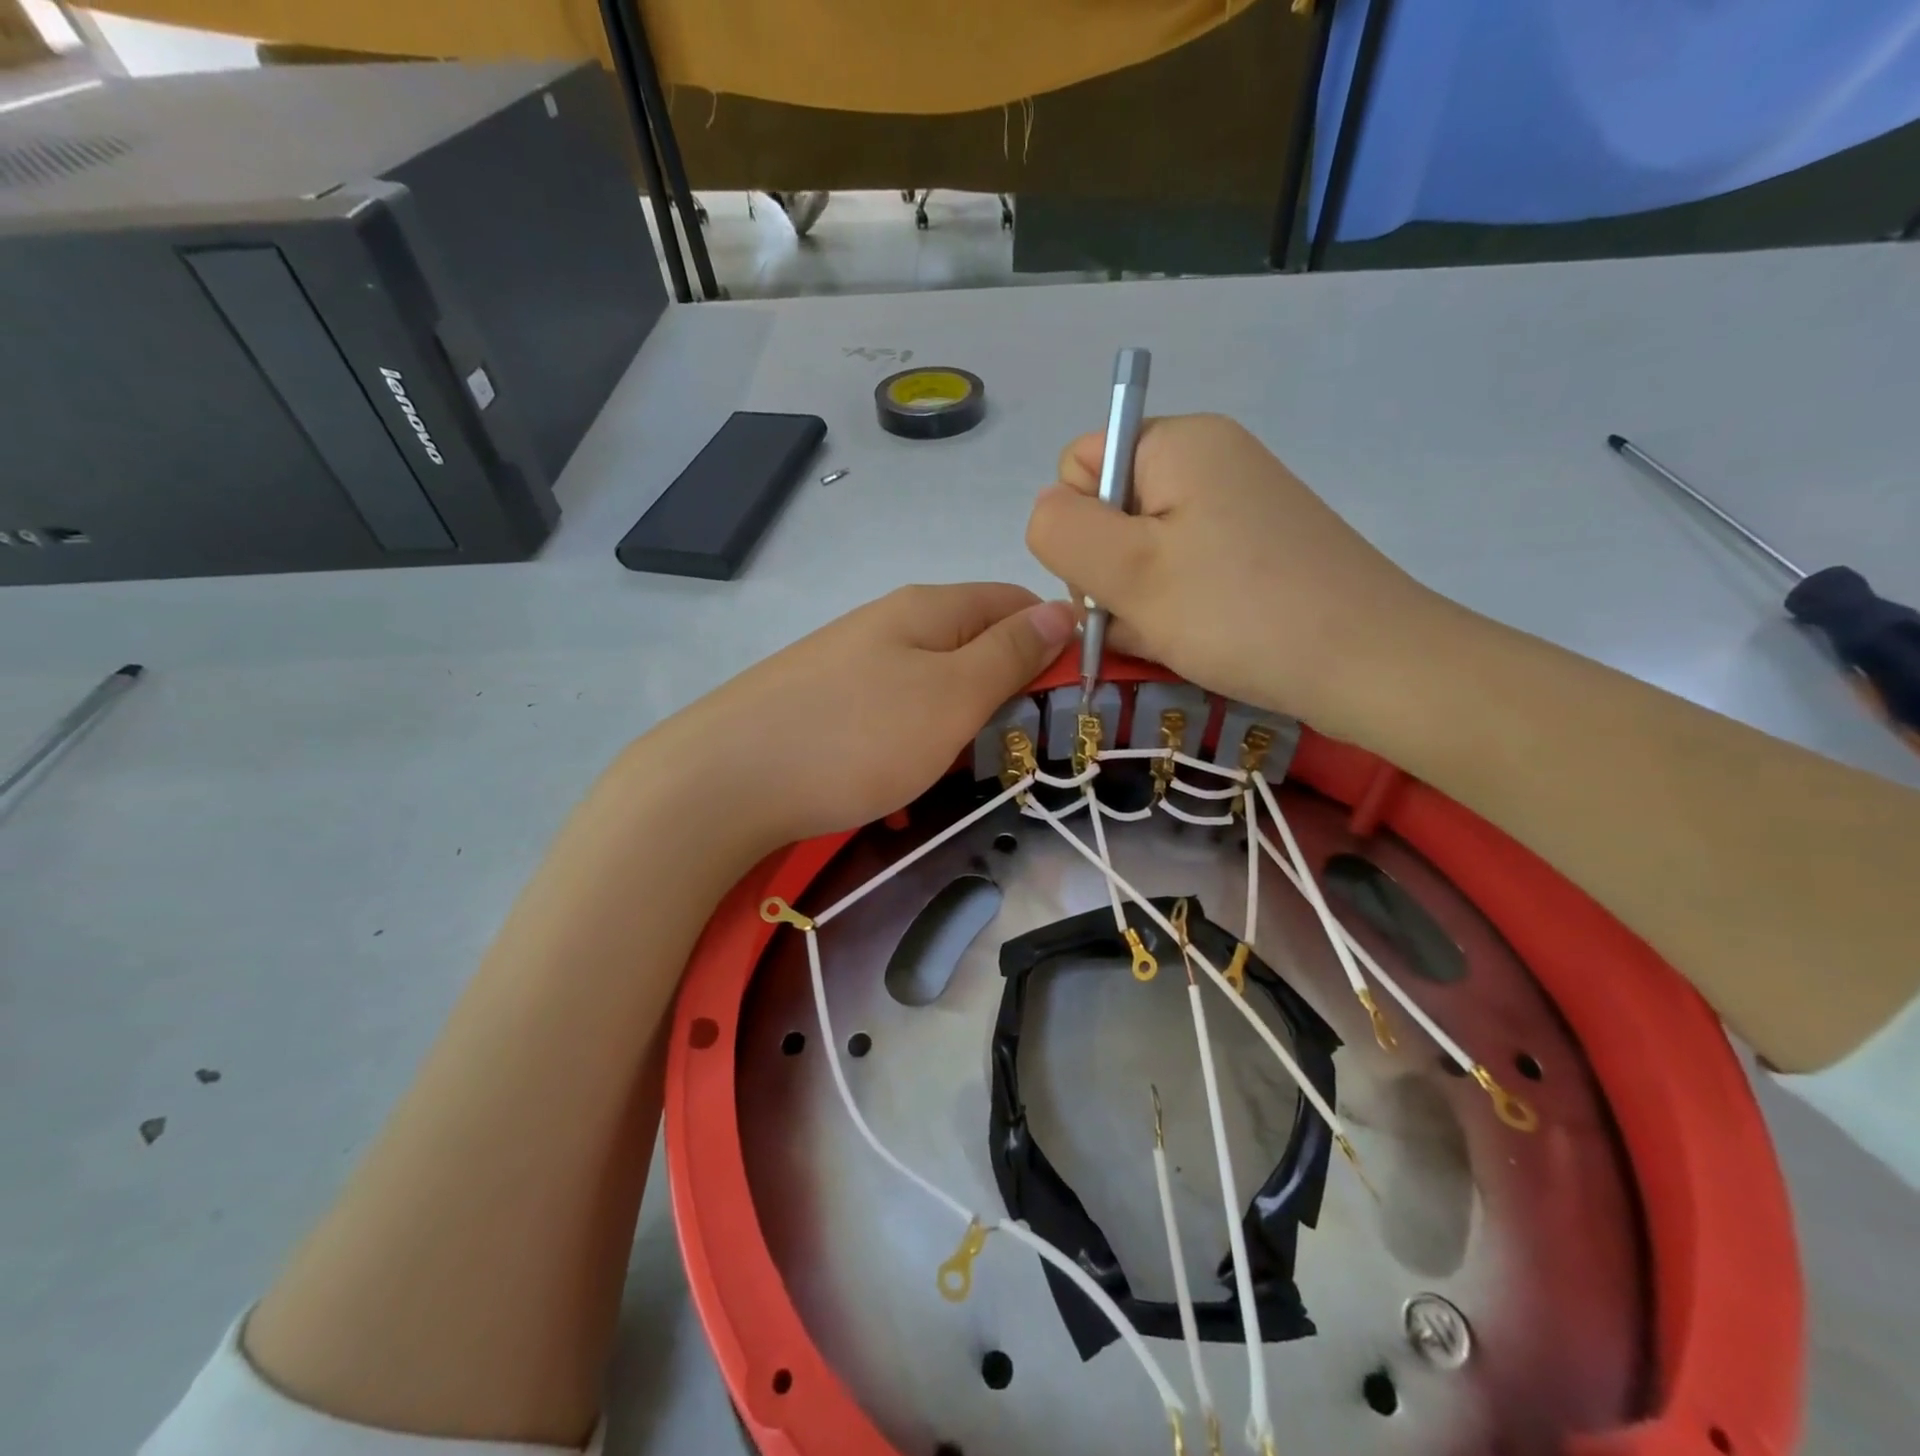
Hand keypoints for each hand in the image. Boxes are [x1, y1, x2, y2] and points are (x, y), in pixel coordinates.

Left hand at [651, 584, 1075, 845]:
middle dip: (1006, 691)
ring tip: (962, 774)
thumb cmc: (856, 738)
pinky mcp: (822, 704)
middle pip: (972, 643)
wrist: (723, 782)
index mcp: (927, 609)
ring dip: (959, 727)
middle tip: (1020, 747)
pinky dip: (911, 748)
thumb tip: (1060, 607)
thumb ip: (1009, 653)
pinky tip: (902, 789)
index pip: (1013, 600)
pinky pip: (890, 718)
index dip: (1053, 638)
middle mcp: (888, 624)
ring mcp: (850, 663)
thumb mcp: (951, 695)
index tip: (1075, 694)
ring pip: (932, 686)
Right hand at [1026, 413, 1441, 737]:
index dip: (1076, 526)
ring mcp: (1235, 507)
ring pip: (1142, 552)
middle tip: (1144, 616)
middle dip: (1107, 572)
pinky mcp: (1254, 551)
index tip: (1112, 577)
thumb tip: (1047, 511)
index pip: (1077, 466)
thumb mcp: (1128, 571)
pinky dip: (1172, 609)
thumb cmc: (1240, 613)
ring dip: (1137, 600)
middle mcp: (1208, 460)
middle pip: (1109, 511)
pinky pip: (1182, 572)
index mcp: (1177, 443)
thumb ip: (1060, 529)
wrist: (1371, 665)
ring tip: (1172, 637)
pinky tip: (1190, 641)